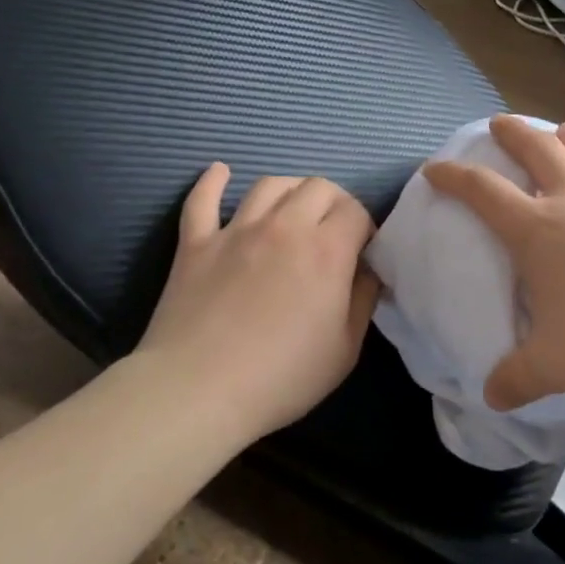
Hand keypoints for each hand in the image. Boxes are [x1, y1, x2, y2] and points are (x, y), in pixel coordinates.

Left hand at [136, 164, 380, 438]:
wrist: (198, 391)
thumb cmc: (282, 377)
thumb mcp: (345, 349)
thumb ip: (363, 300)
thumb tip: (369, 271)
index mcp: (327, 250)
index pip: (356, 211)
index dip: (365, 227)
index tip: (362, 252)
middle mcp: (284, 226)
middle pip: (318, 186)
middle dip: (334, 203)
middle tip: (332, 232)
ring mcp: (235, 230)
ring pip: (269, 184)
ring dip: (289, 190)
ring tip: (292, 209)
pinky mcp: (195, 243)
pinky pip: (202, 200)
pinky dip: (212, 181)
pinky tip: (220, 172)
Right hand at [424, 116, 564, 408]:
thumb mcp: (555, 366)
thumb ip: (517, 379)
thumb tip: (492, 397)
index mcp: (539, 231)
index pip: (483, 191)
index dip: (453, 176)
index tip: (435, 167)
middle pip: (538, 149)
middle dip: (513, 132)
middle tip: (499, 122)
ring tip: (563, 130)